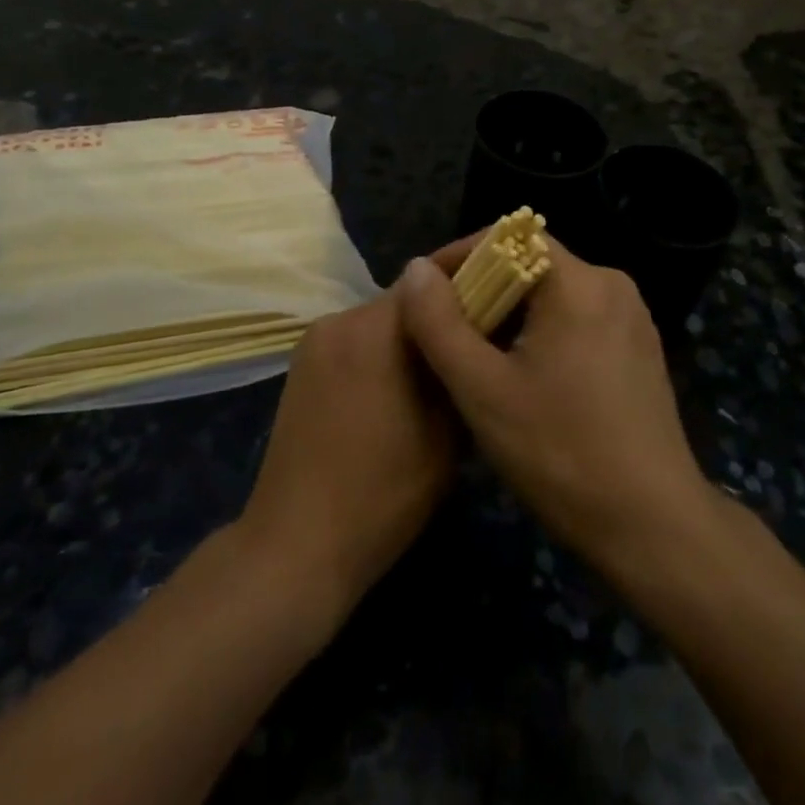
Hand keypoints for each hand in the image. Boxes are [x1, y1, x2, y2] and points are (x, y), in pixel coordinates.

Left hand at [236, 290, 457, 619]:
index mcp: (377, 327)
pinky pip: (358, 340)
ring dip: (415, 328)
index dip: (473, 264)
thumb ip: (462, 363)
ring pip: (382, 318)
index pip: (433, 273)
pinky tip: (406, 380)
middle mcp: (341, 319)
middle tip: (488, 322)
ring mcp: (316, 341)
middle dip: (447, 304)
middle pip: (407, 295)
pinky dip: (386, 347)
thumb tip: (482, 325)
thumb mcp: (448, 431)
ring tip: (450, 356)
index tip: (507, 260)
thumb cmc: (384, 493)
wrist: (296, 545)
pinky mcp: (303, 365)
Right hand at [393, 239, 713, 578]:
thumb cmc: (561, 452)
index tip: (425, 292)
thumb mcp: (482, 389)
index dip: (460, 255)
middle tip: (442, 330)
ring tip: (473, 353)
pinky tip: (521, 374)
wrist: (653, 526)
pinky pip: (578, 319)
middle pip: (531, 263)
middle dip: (481, 289)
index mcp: (580, 282)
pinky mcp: (639, 349)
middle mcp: (612, 285)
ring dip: (508, 313)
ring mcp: (632, 318)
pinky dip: (541, 331)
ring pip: (553, 294)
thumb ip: (439, 322)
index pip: (509, 236)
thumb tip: (416, 269)